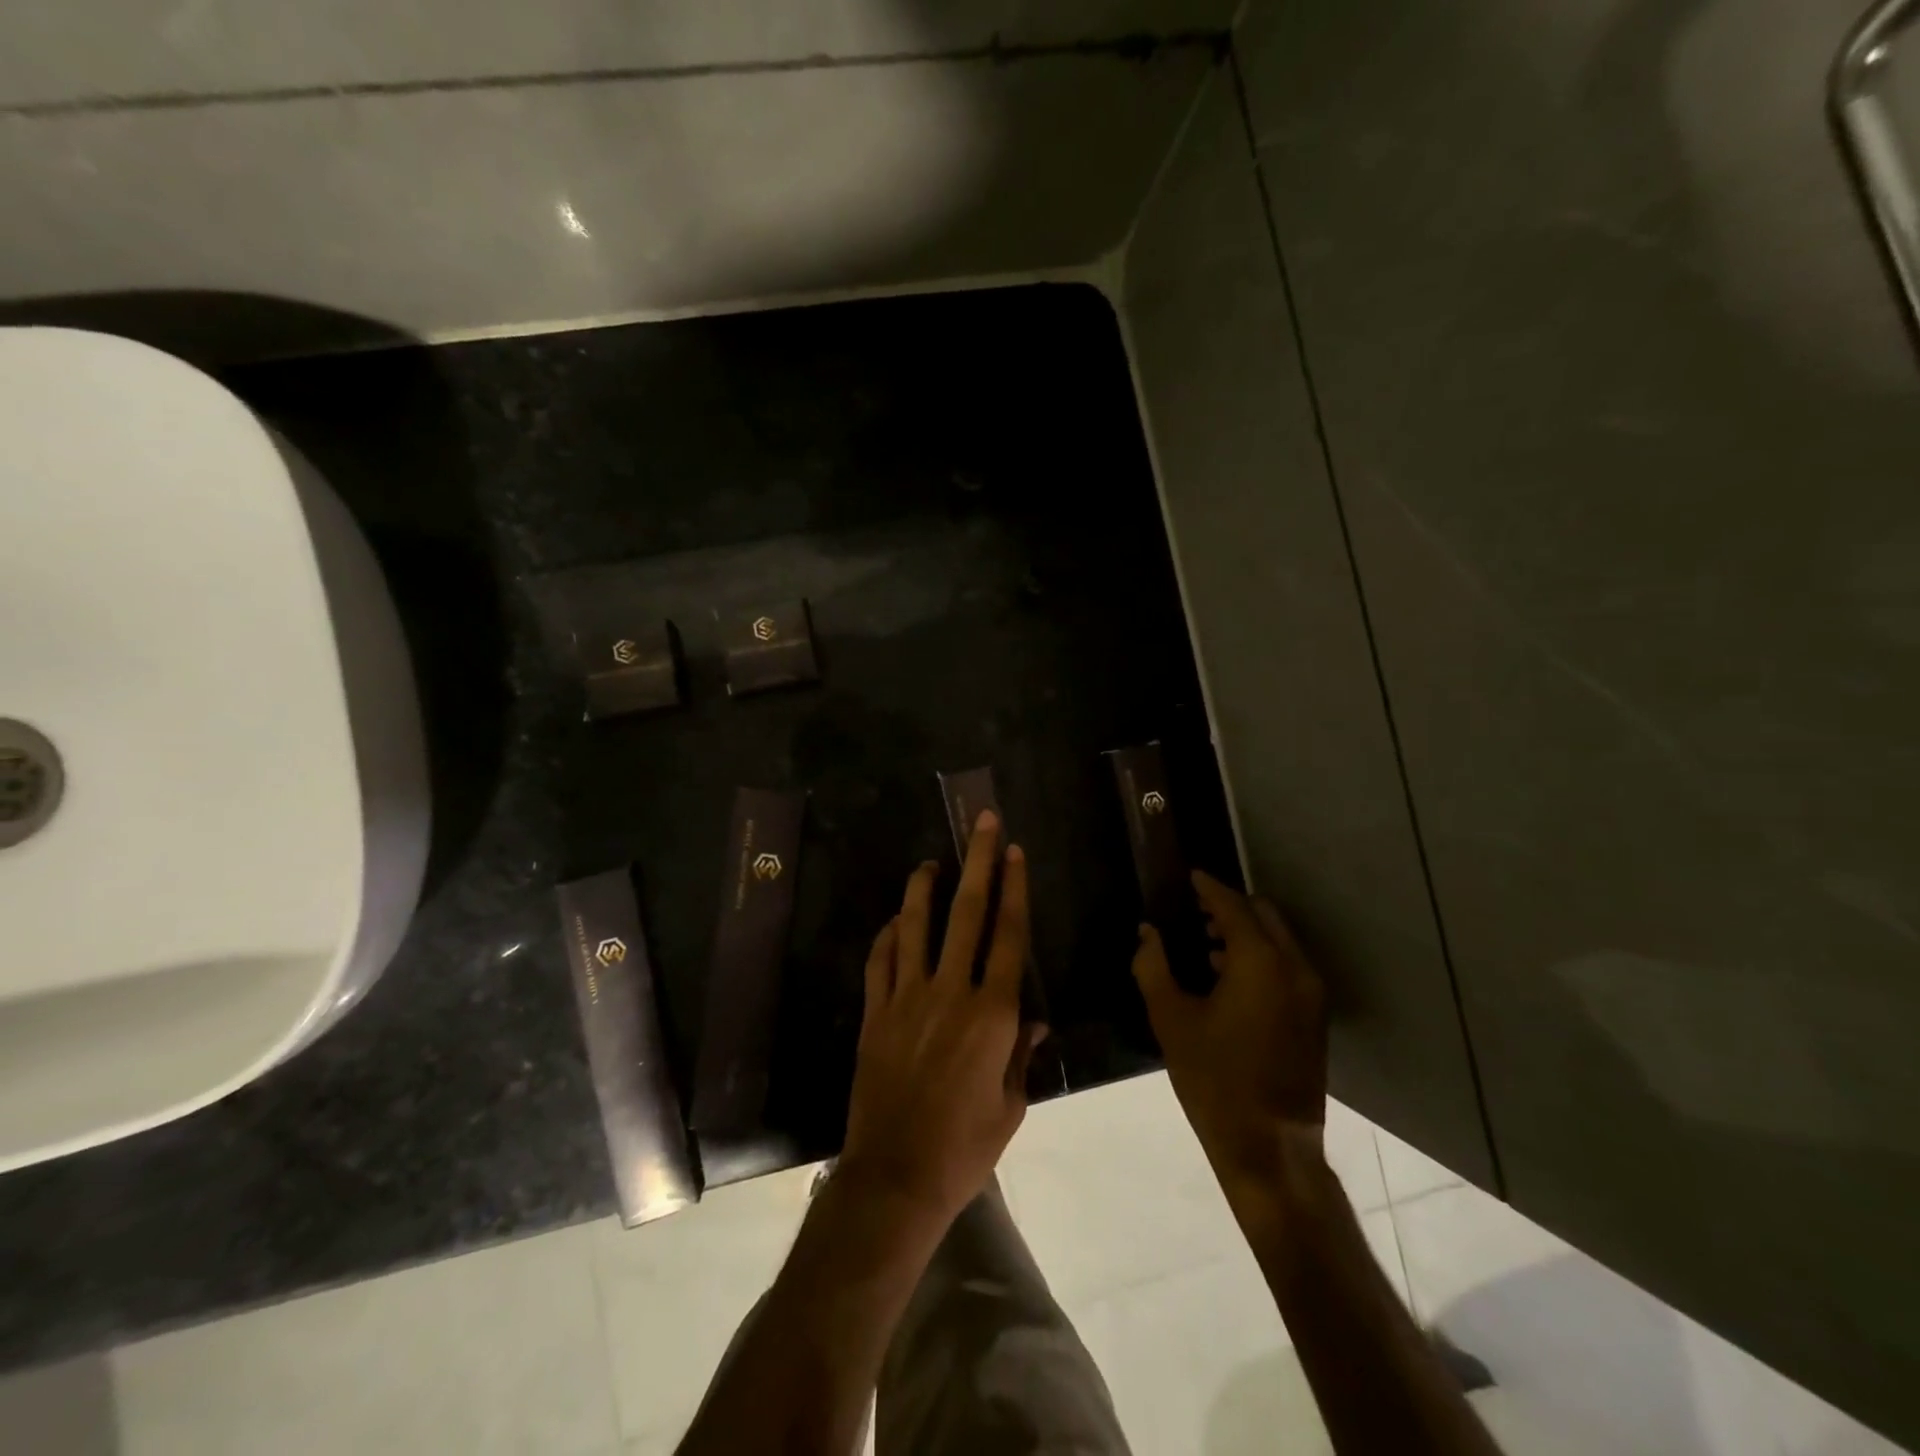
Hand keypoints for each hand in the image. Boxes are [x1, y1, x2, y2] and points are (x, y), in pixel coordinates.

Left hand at [840, 811, 1044, 1228]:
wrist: (896, 1176)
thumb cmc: (965, 1146)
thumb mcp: (1010, 1106)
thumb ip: (1021, 1055)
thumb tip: (1033, 1021)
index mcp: (992, 1014)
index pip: (1008, 936)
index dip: (1014, 890)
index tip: (1016, 853)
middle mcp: (950, 992)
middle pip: (967, 914)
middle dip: (979, 863)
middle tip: (983, 824)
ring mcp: (907, 998)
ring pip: (915, 927)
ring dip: (924, 889)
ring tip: (930, 862)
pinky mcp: (875, 1013)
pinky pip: (880, 961)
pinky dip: (887, 936)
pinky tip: (893, 921)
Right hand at [1132, 870, 1327, 1188]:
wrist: (1269, 1147)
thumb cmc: (1214, 1079)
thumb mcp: (1171, 1019)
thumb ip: (1154, 966)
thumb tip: (1147, 933)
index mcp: (1260, 962)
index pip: (1232, 906)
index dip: (1208, 887)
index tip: (1189, 876)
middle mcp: (1294, 967)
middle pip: (1263, 915)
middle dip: (1230, 906)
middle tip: (1193, 910)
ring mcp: (1311, 994)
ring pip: (1279, 940)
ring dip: (1245, 932)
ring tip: (1204, 943)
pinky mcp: (1314, 1017)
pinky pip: (1287, 965)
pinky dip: (1260, 956)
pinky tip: (1226, 977)